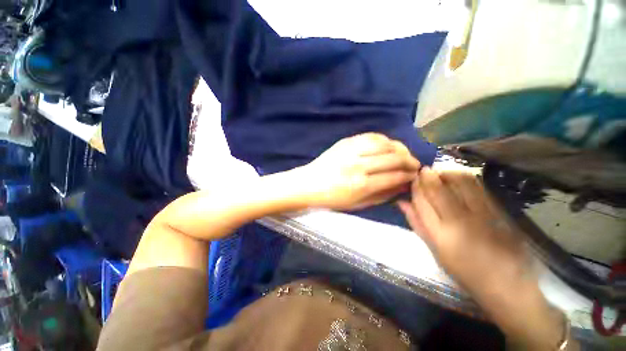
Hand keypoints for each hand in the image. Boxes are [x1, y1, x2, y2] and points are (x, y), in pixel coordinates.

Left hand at [297, 133, 419, 209]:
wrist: (308, 183)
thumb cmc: (332, 198)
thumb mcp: (357, 204)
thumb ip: (382, 195)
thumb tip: (402, 186)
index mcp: (361, 185)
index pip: (394, 176)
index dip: (409, 176)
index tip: (415, 175)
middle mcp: (359, 165)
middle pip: (393, 158)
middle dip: (409, 161)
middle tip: (415, 164)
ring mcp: (351, 150)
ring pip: (384, 143)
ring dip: (399, 148)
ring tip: (404, 154)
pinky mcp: (345, 141)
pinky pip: (370, 136)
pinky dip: (383, 139)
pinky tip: (388, 145)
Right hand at [398, 168, 527, 296]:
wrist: (507, 284)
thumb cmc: (464, 270)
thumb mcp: (435, 250)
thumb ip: (417, 223)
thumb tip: (402, 202)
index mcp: (441, 234)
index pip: (421, 200)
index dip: (415, 186)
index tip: (413, 179)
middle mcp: (460, 221)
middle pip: (438, 188)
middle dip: (428, 175)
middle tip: (424, 171)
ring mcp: (482, 214)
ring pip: (459, 182)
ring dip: (446, 173)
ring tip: (440, 174)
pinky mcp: (499, 211)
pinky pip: (478, 186)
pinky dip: (464, 177)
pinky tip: (458, 179)